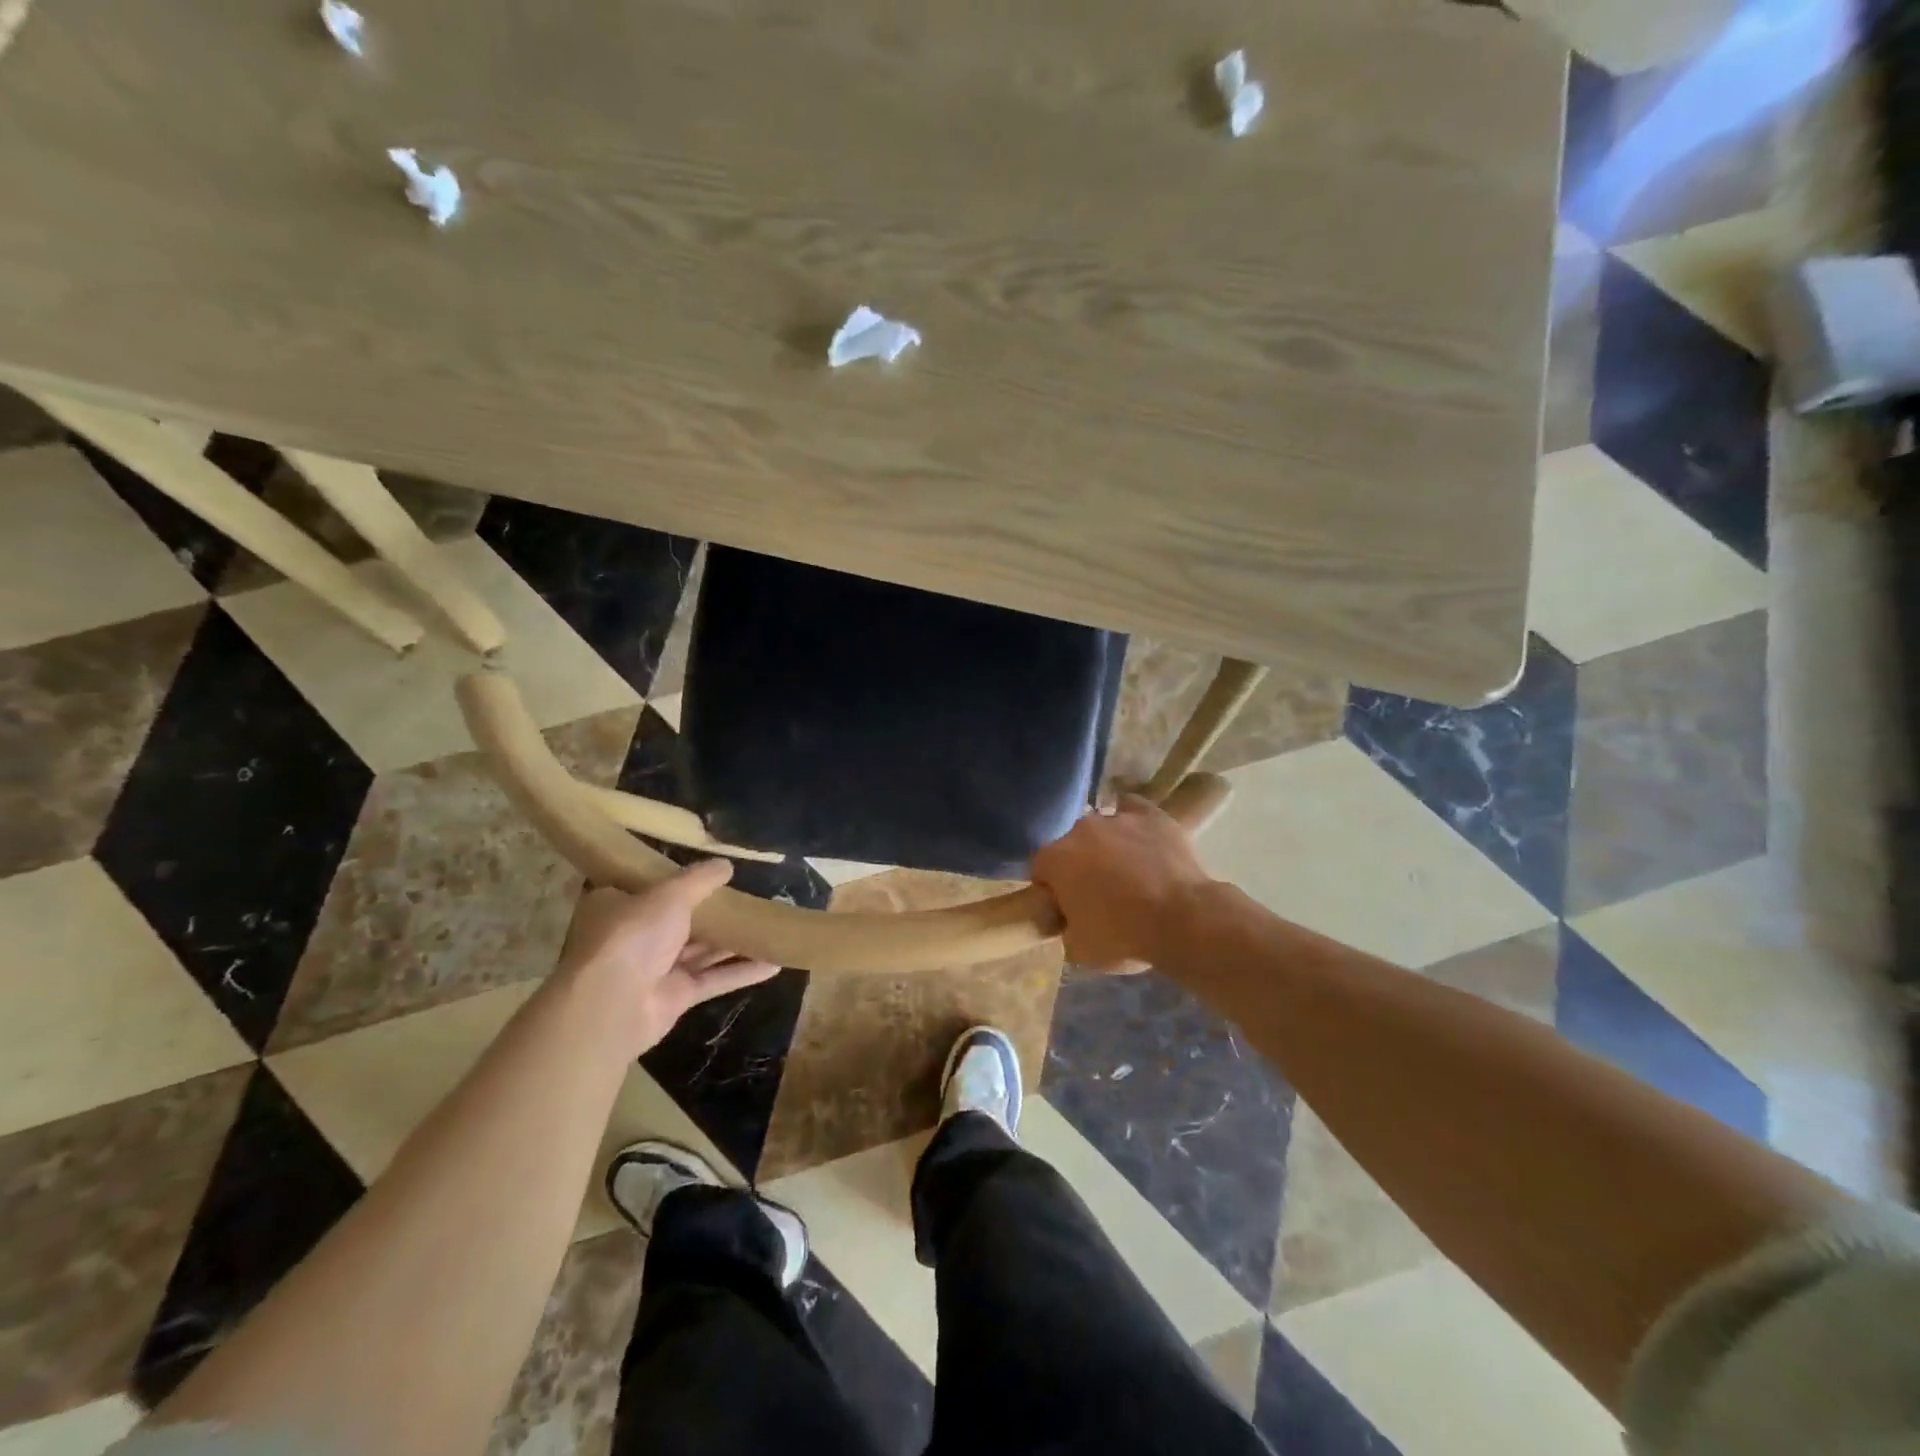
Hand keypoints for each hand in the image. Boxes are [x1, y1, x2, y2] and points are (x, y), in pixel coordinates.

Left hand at [557, 861, 778, 1056]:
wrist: (614, 1004)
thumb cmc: (633, 935)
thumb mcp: (669, 894)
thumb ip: (700, 879)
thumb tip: (726, 864)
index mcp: (619, 906)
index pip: (648, 888)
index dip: (678, 880)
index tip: (709, 873)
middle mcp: (635, 936)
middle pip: (681, 920)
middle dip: (716, 913)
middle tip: (752, 898)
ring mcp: (656, 969)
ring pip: (702, 951)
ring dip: (735, 942)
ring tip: (770, 926)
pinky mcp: (675, 996)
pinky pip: (714, 979)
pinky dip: (742, 971)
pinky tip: (774, 962)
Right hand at [1030, 796, 1213, 971]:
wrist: (1183, 920)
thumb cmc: (1124, 936)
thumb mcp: (1078, 949)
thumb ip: (1064, 927)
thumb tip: (1068, 920)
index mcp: (1055, 859)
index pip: (1039, 869)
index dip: (1051, 889)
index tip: (1065, 908)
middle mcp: (1080, 829)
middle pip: (1070, 846)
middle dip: (1079, 866)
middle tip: (1099, 895)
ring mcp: (1117, 818)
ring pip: (1102, 829)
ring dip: (1107, 847)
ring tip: (1129, 874)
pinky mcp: (1151, 815)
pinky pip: (1133, 809)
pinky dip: (1133, 821)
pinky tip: (1141, 837)